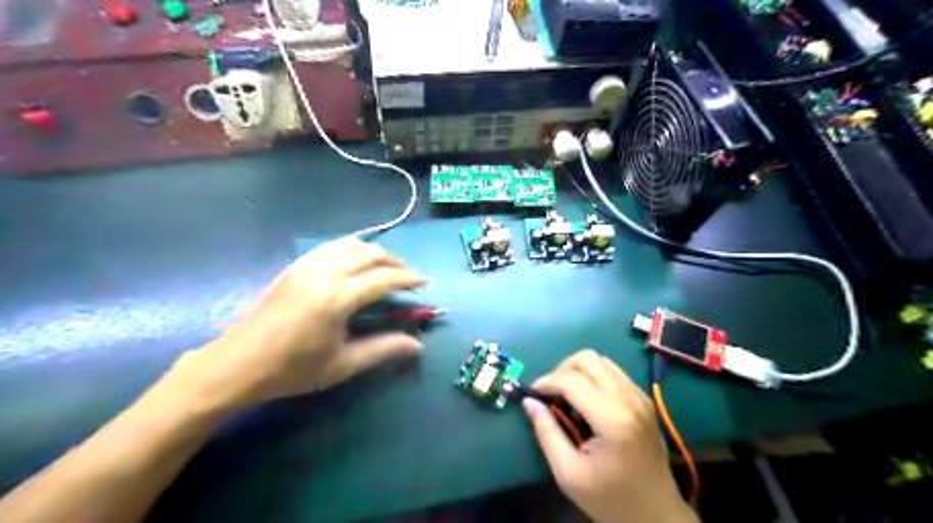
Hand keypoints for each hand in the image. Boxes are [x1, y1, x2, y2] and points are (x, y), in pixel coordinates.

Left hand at [171, 236, 424, 408]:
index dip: (409, 278)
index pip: (385, 278)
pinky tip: (356, 262)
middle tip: (409, 277)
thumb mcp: (343, 364)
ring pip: (352, 244)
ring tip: (386, 267)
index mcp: (338, 298)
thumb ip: (384, 349)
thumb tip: (418, 346)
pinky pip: (332, 246)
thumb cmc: (293, 369)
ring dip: (375, 252)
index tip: (425, 282)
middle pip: (371, 254)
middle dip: (396, 262)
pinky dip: (352, 248)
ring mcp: (307, 265)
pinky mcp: (295, 266)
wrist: (238, 363)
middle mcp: (325, 273)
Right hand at [522, 351, 694, 521]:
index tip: (532, 395)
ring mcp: (639, 396)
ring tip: (567, 395)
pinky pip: (612, 371)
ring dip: (577, 370)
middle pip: (587, 359)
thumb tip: (529, 402)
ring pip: (601, 360)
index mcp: (612, 419)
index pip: (571, 380)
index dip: (546, 382)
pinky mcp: (643, 399)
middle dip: (561, 370)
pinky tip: (586, 400)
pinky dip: (593, 376)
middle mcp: (629, 399)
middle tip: (551, 394)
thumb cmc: (610, 498)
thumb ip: (546, 433)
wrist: (656, 514)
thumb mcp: (568, 473)